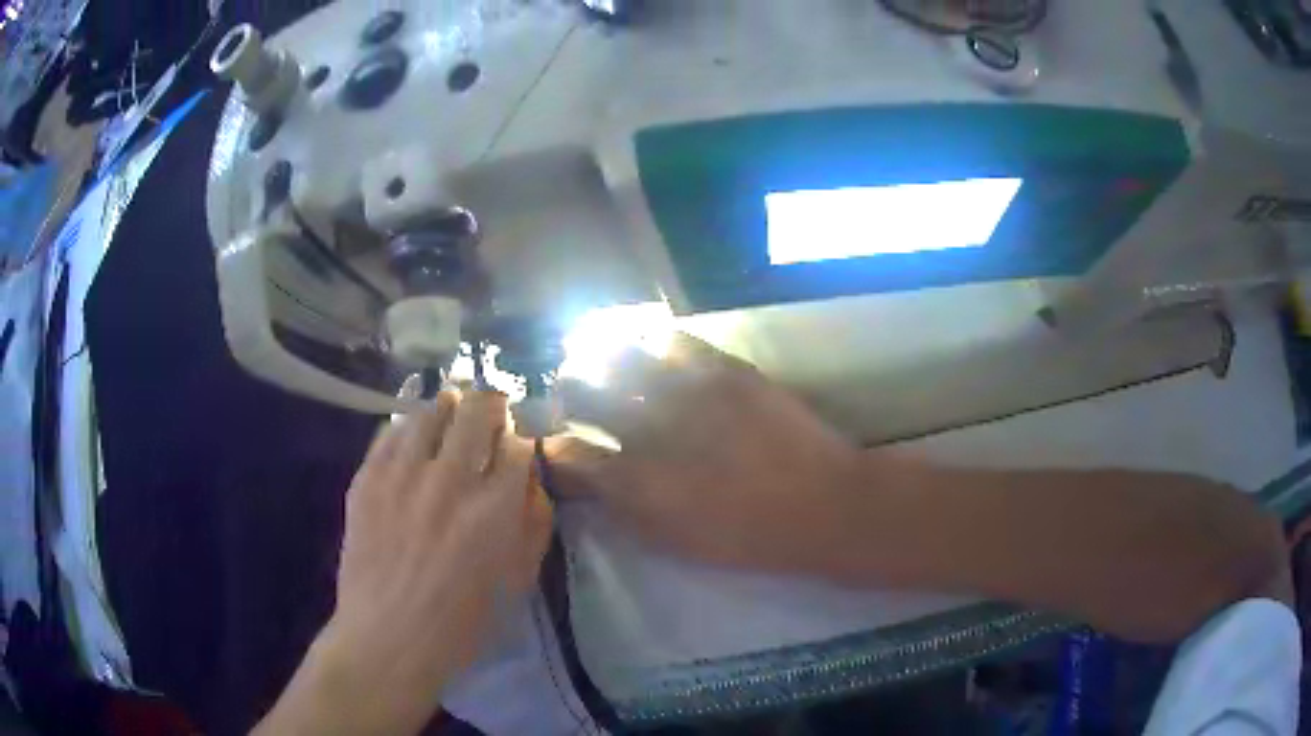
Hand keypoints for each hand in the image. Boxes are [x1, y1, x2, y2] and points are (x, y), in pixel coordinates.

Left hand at [257, 391, 552, 734]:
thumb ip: (534, 524)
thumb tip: (532, 481)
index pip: (519, 444)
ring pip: (431, 410)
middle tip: (491, 404)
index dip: (523, 435)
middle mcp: (452, 479)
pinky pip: (390, 430)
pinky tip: (414, 431)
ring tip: (452, 405)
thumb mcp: (517, 581)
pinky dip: (408, 424)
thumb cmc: (461, 623)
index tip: (519, 438)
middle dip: (491, 401)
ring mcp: (404, 474)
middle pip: (477, 409)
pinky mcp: (368, 478)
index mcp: (496, 509)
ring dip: (449, 404)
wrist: (388, 638)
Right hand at [552, 335, 863, 573]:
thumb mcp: (672, 539)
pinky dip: (652, 344)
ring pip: (619, 353)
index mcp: (636, 482)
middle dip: (566, 390)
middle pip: (581, 388)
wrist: (823, 505)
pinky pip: (672, 339)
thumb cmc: (744, 537)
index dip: (551, 444)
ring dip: (602, 358)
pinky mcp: (725, 368)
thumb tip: (584, 480)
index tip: (553, 442)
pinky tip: (654, 353)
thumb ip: (619, 507)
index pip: (567, 451)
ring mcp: (689, 390)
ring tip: (605, 361)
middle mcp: (652, 428)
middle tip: (572, 393)